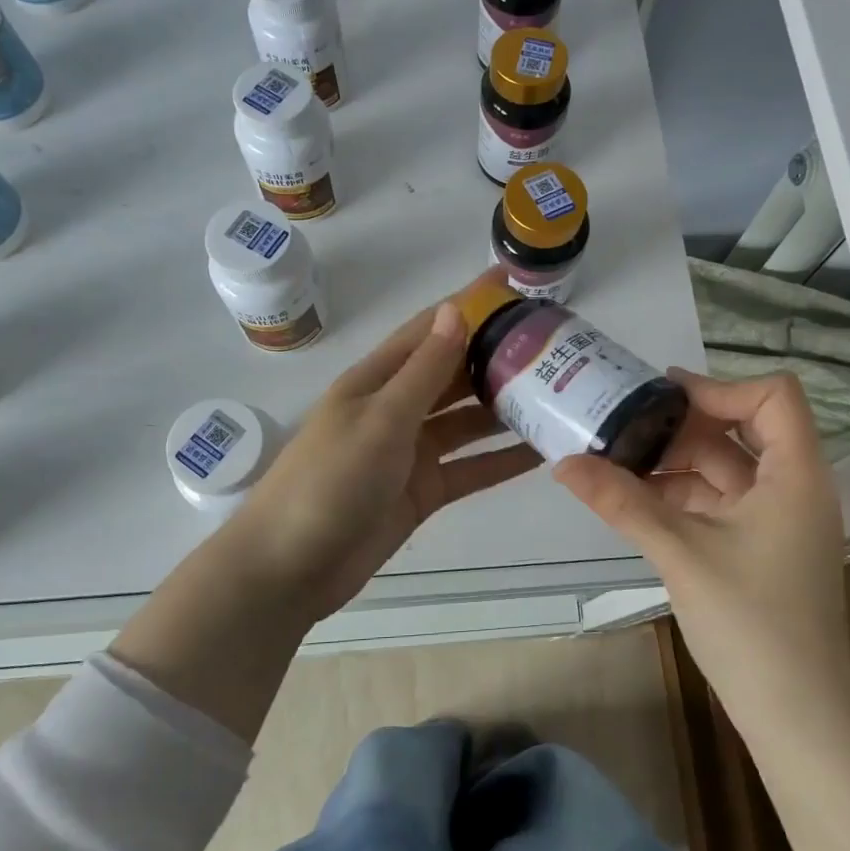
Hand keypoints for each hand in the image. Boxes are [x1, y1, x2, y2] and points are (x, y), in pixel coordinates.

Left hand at [230, 281, 541, 621]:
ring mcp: (411, 452)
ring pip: (468, 421)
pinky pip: (470, 469)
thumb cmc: (329, 481)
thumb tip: (454, 309)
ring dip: (506, 409)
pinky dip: (502, 460)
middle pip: (453, 374)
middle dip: (496, 357)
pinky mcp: (423, 491)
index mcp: (377, 379)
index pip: (429, 330)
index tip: (513, 282)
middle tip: (554, 345)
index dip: (468, 304)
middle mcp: (396, 408)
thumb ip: (423, 369)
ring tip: (559, 394)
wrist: (290, 568)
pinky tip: (542, 452)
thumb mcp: (380, 419)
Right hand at [554, 369, 849, 708]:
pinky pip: (719, 502)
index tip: (661, 397)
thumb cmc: (750, 622)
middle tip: (624, 424)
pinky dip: (681, 496)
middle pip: (742, 429)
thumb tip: (563, 464)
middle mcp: (793, 487)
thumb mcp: (680, 552)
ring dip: (674, 463)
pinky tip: (635, 500)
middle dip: (682, 426)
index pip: (772, 396)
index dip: (718, 387)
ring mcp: (777, 520)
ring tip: (616, 460)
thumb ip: (622, 501)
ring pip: (725, 469)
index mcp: (796, 474)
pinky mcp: (760, 547)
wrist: (796, 715)